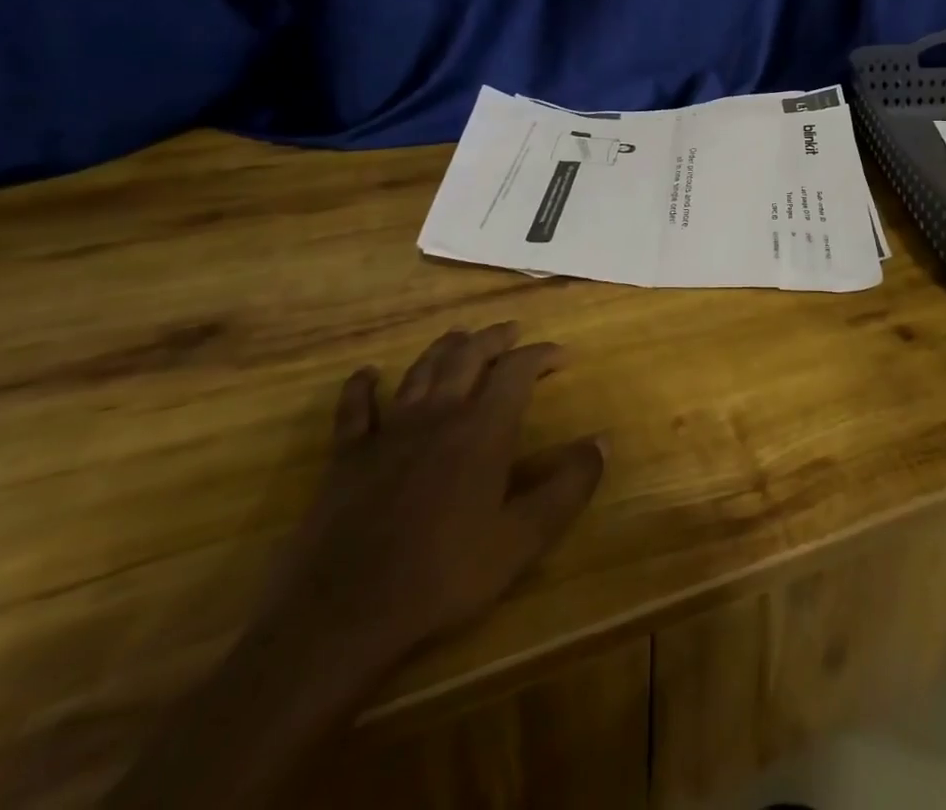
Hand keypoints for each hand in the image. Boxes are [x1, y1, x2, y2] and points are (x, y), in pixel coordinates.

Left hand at [250, 321, 603, 691]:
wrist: (344, 614)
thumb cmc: (443, 576)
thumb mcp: (521, 540)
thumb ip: (567, 489)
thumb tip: (602, 442)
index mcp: (482, 429)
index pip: (517, 370)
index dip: (541, 354)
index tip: (561, 355)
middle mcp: (438, 414)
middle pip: (468, 356)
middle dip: (495, 338)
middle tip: (513, 331)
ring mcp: (388, 431)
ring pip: (420, 370)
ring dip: (444, 348)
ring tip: (460, 337)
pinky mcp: (348, 455)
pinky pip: (354, 408)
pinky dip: (362, 386)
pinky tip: (366, 374)